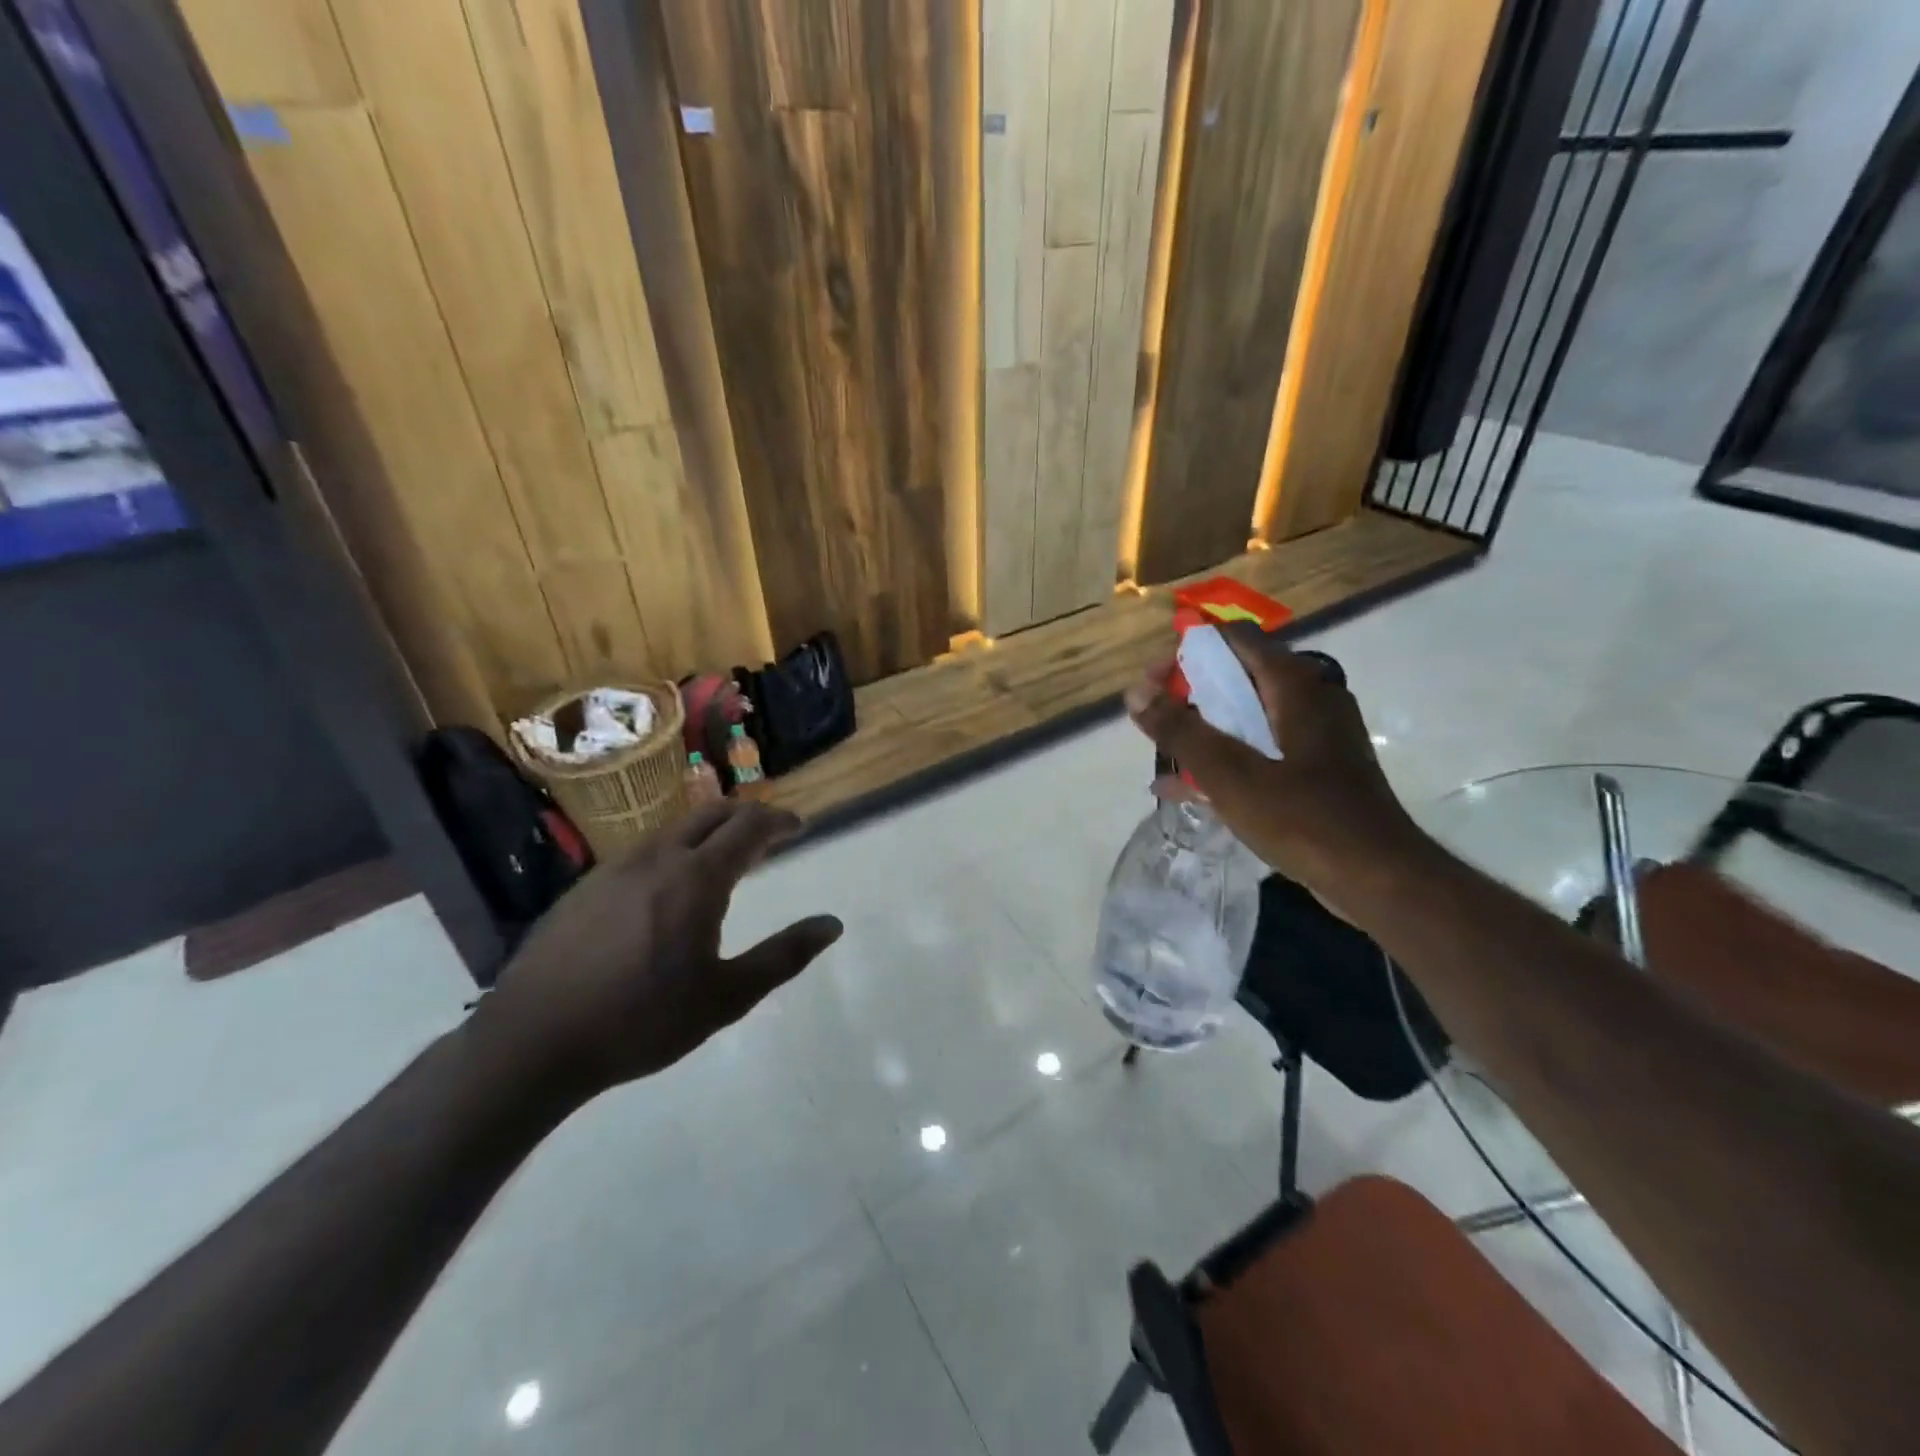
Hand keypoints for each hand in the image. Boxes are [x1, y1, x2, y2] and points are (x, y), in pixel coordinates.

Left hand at [468, 801, 841, 1101]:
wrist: (532, 1042)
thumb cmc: (642, 1020)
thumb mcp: (726, 997)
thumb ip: (784, 956)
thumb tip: (832, 924)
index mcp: (696, 878)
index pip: (748, 826)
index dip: (778, 821)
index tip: (797, 827)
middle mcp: (657, 858)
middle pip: (710, 813)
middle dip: (745, 814)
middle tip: (767, 833)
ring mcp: (615, 869)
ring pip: (673, 829)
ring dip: (707, 830)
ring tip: (722, 857)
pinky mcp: (585, 887)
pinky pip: (642, 851)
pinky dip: (673, 850)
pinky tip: (667, 887)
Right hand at [1127, 624, 1426, 903]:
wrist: (1380, 880)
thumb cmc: (1304, 819)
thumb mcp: (1230, 775)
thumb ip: (1180, 731)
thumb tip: (1135, 692)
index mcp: (1295, 686)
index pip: (1235, 639)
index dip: (1188, 651)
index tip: (1154, 682)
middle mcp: (1311, 699)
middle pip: (1240, 676)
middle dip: (1190, 694)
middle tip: (1155, 721)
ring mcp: (1318, 736)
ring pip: (1249, 716)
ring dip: (1205, 730)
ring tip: (1164, 755)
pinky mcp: (1318, 769)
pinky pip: (1263, 749)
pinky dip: (1228, 759)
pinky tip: (1189, 790)